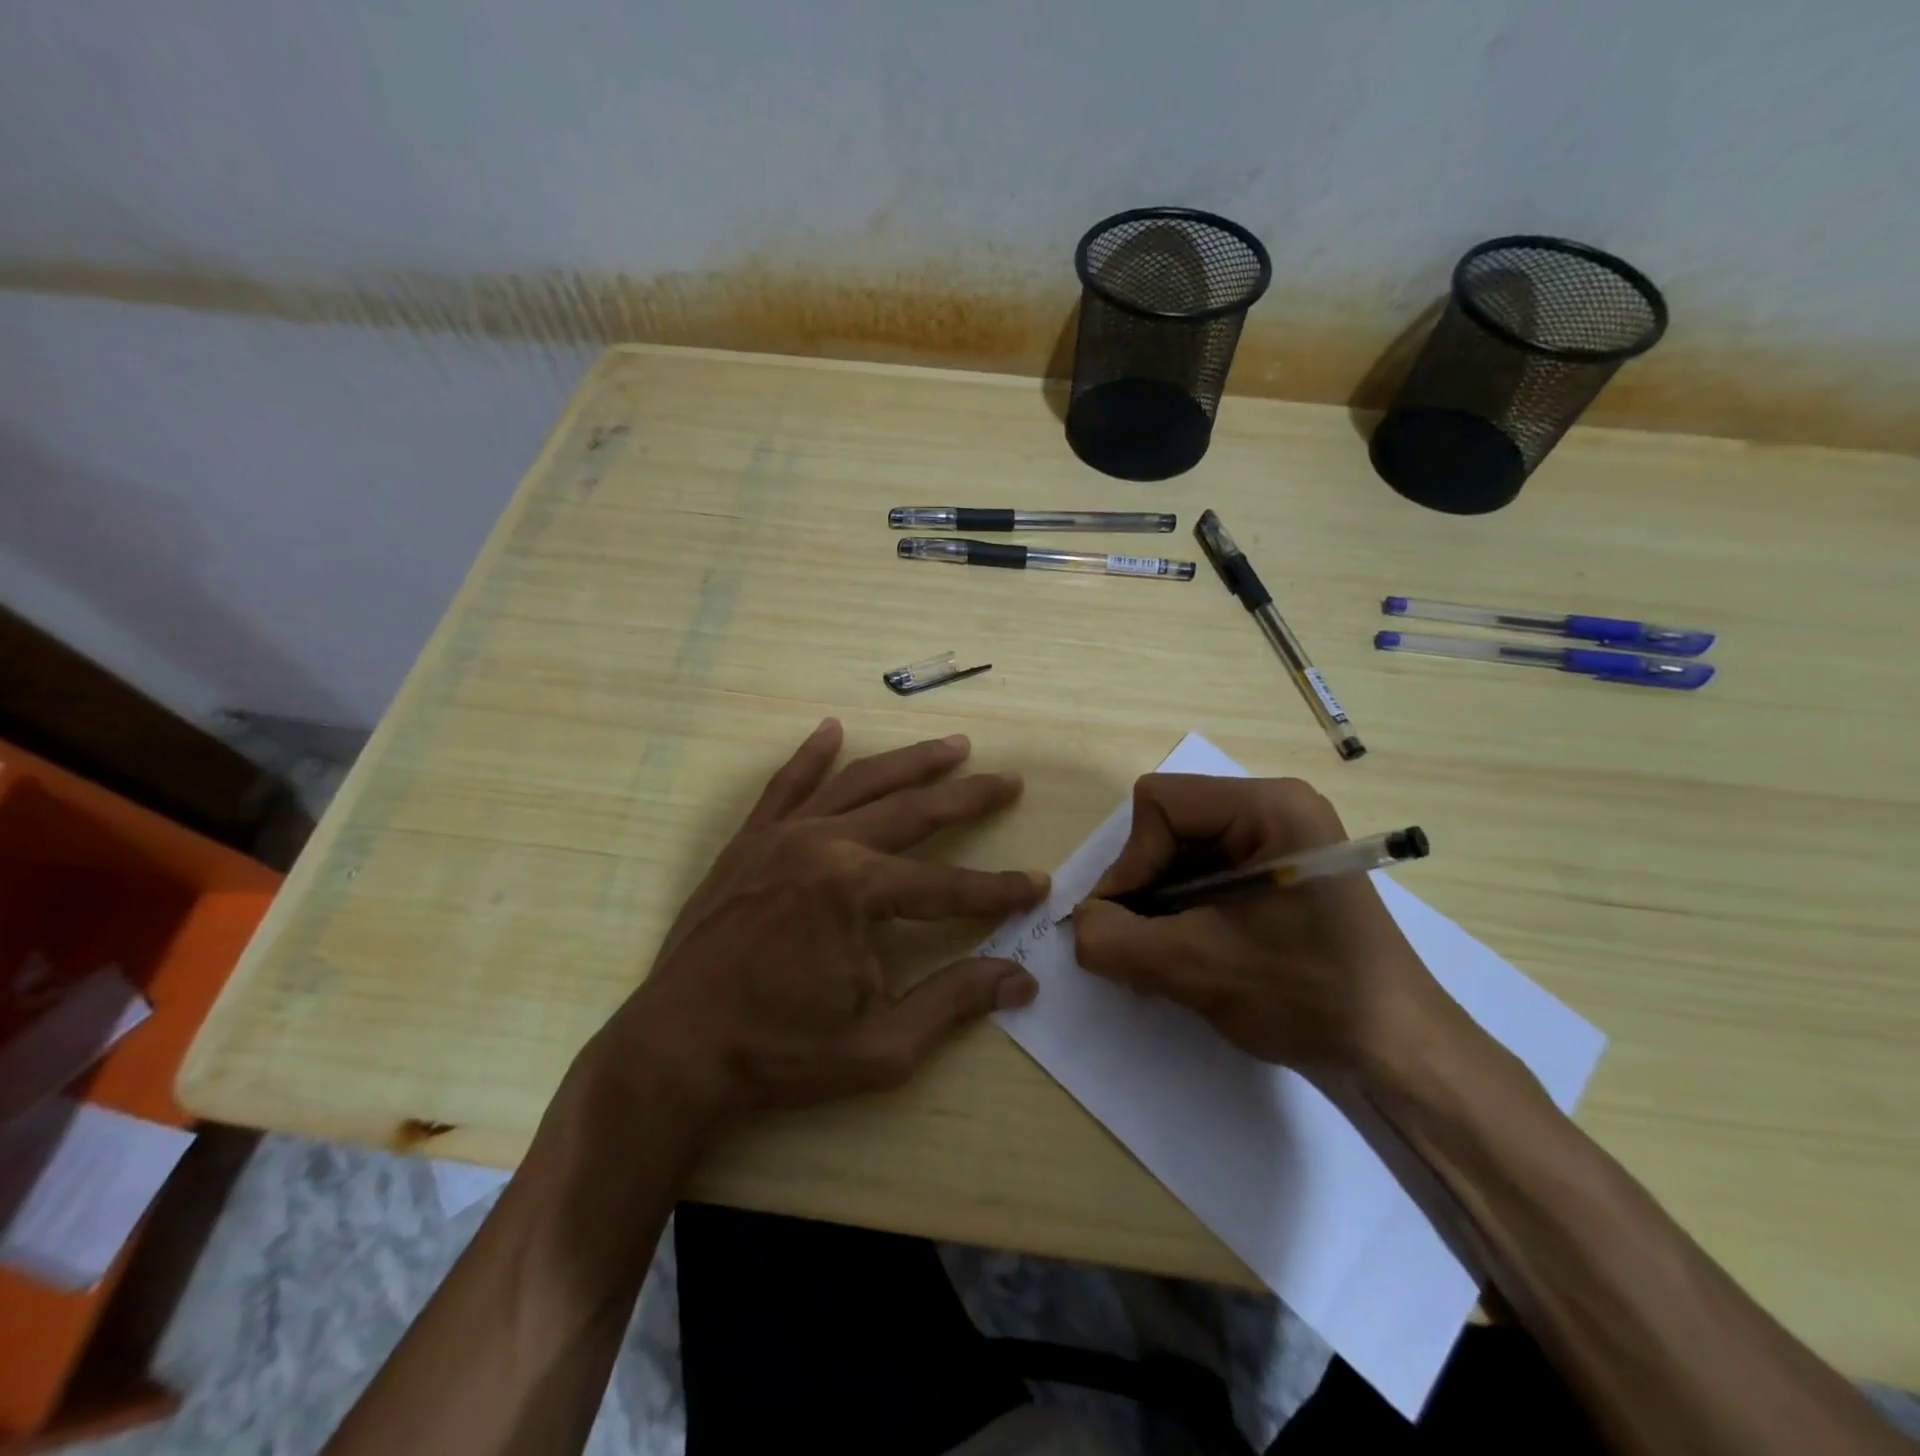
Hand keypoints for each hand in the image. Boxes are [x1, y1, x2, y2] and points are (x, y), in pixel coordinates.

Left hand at [591, 719, 1048, 1121]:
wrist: (675, 1050)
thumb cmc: (780, 1052)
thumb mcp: (882, 1045)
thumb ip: (954, 1001)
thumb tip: (1022, 979)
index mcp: (857, 891)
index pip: (948, 885)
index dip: (998, 890)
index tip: (1037, 886)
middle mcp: (824, 845)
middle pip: (913, 811)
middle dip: (968, 796)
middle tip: (1008, 779)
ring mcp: (782, 836)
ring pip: (859, 783)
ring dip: (910, 762)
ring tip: (952, 745)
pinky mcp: (749, 842)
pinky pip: (786, 785)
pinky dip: (811, 755)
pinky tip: (832, 728)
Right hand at [1072, 774, 1445, 1077]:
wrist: (1397, 1055)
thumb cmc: (1307, 995)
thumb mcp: (1196, 968)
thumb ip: (1116, 941)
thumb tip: (1079, 926)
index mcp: (1269, 806)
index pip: (1159, 804)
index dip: (1131, 862)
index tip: (1128, 923)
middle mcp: (1275, 809)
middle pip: (1169, 826)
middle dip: (1146, 887)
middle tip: (1141, 946)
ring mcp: (1281, 841)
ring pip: (1182, 853)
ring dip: (1161, 905)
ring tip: (1164, 959)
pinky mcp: (1279, 875)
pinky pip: (1205, 875)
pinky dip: (1183, 913)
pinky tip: (1189, 957)